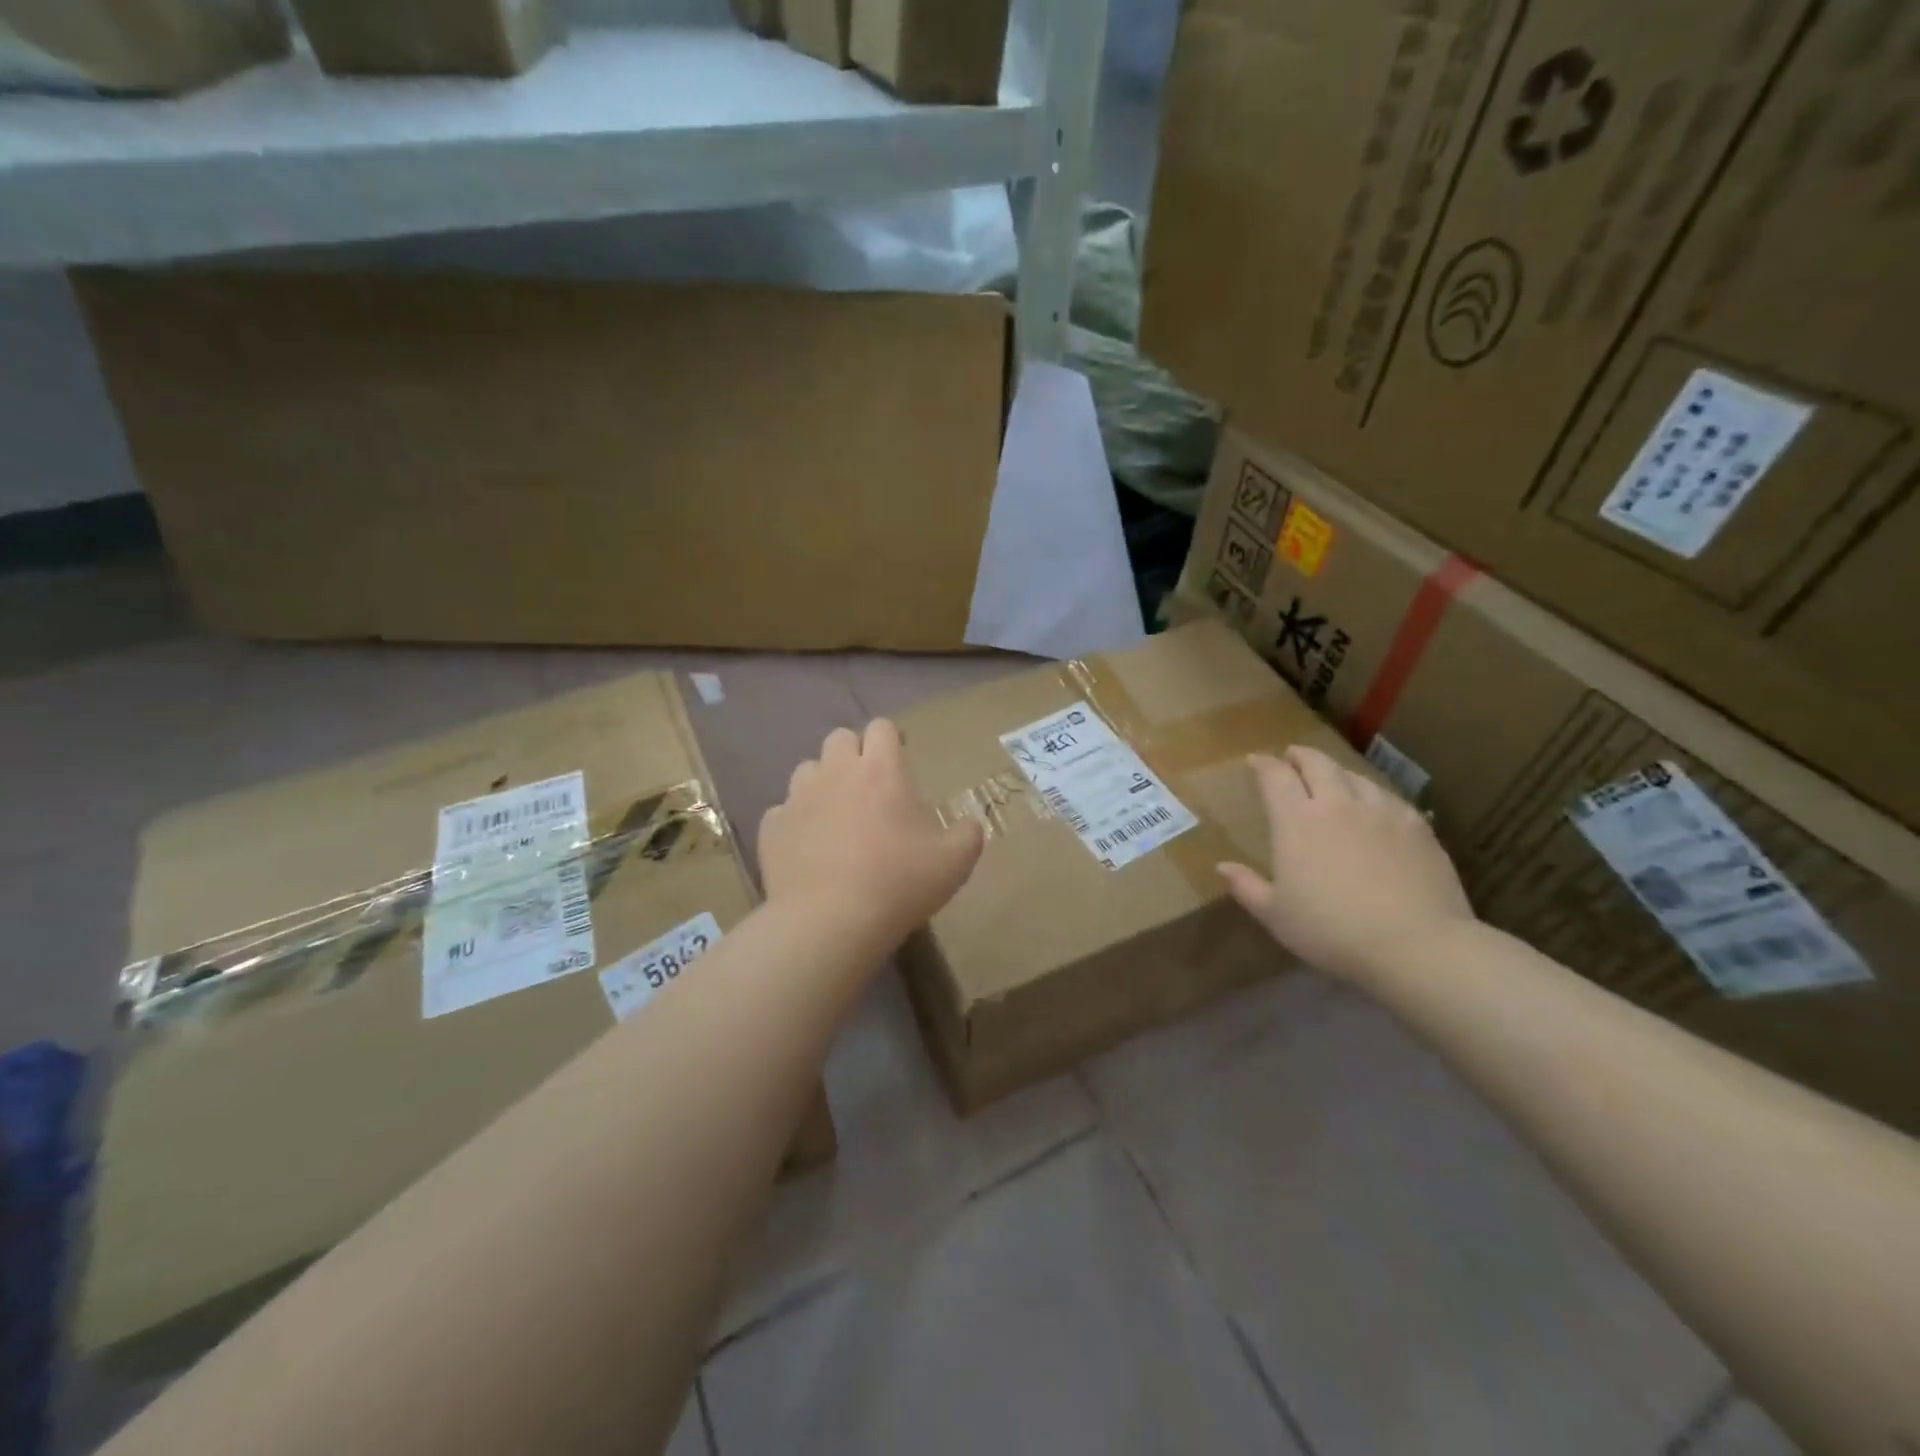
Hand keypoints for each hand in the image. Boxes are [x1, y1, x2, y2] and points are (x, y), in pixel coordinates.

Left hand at [760, 720, 984, 955]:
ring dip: (822, 784)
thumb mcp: (955, 861)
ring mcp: (798, 798)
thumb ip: (968, 834)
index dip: (891, 739)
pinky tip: (808, 849)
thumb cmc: (899, 883)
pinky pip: (783, 812)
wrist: (830, 923)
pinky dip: (796, 823)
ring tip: (836, 816)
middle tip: (869, 788)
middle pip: (839, 738)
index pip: (882, 728)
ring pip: (807, 771)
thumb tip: (968, 824)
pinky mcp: (771, 828)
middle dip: (854, 754)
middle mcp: (836, 772)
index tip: (899, 761)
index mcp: (881, 769)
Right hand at [1217, 746, 1474, 983]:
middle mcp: (1337, 803)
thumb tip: (1222, 866)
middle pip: (1317, 763)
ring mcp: (1381, 810)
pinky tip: (1373, 805)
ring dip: (1336, 771)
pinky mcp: (1416, 825)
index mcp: (1296, 820)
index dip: (1263, 764)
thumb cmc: (1332, 931)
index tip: (1254, 760)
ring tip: (1331, 778)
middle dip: (1300, 756)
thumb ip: (1247, 886)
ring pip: (1353, 775)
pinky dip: (1370, 792)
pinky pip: (1387, 796)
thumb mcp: (1276, 915)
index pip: (1275, 776)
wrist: (1416, 945)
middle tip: (1291, 757)